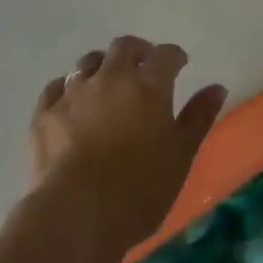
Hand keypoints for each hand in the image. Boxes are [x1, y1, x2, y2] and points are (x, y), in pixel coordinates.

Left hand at [31, 37, 226, 256]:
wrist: (75, 215)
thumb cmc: (138, 190)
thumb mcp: (180, 157)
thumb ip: (198, 118)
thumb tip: (217, 87)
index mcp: (149, 85)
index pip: (166, 54)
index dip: (174, 56)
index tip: (179, 65)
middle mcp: (111, 77)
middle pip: (124, 47)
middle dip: (137, 51)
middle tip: (144, 66)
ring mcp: (75, 92)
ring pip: (89, 61)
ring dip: (102, 66)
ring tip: (107, 83)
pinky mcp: (45, 113)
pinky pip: (57, 86)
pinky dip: (68, 88)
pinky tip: (72, 102)